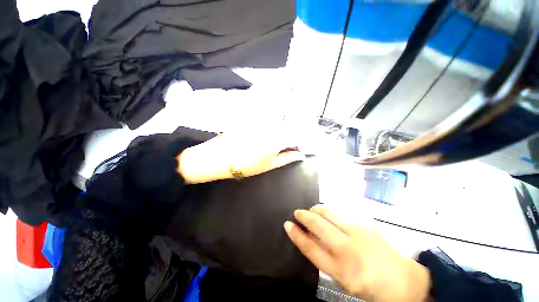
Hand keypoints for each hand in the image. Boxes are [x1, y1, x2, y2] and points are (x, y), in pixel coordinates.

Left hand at [177, 131, 304, 183]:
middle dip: (289, 138)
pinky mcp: (252, 119)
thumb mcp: (270, 165)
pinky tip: (262, 136)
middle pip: (287, 129)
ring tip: (272, 143)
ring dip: (279, 132)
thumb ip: (287, 158)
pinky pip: (266, 121)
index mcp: (277, 138)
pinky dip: (269, 127)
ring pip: (277, 124)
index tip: (296, 150)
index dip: (297, 144)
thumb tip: (300, 155)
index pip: (295, 137)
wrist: (220, 158)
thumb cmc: (247, 165)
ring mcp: (261, 122)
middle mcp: (271, 127)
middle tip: (284, 148)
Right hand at [284, 205, 430, 301]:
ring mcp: (359, 234)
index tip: (288, 225)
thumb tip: (313, 240)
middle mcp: (348, 249)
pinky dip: (331, 212)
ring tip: (312, 210)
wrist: (407, 281)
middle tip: (297, 212)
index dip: (297, 235)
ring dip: (317, 210)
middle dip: (305, 216)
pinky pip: (342, 215)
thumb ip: (328, 261)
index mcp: (342, 270)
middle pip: (319, 225)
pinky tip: (328, 214)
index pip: (311, 248)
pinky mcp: (366, 226)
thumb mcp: (345, 281)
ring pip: (330, 214)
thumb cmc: (373, 286)